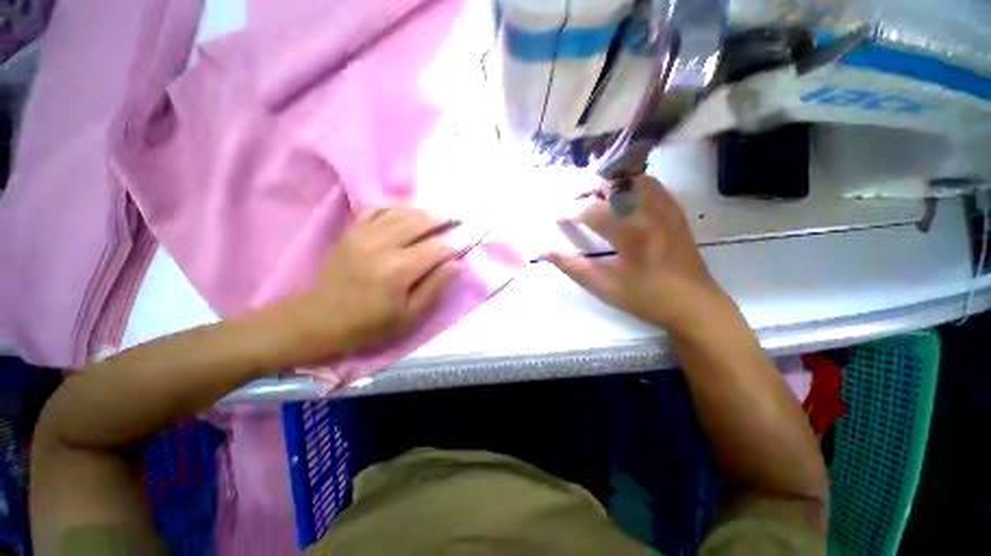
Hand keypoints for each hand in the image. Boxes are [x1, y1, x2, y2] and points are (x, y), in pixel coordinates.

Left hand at [281, 206, 460, 364]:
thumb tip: (456, 264)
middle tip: (458, 219)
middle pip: (420, 221)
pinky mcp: (351, 232)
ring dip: (423, 211)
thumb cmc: (369, 325)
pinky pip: (376, 209)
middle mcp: (382, 245)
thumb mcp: (409, 316)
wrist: (318, 320)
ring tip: (439, 214)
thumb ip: (434, 287)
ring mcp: (363, 235)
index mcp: (398, 270)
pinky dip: (394, 206)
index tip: (467, 240)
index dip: (455, 243)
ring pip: (400, 211)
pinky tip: (406, 210)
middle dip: (443, 219)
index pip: (436, 248)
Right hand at [548, 176, 725, 333]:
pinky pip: (650, 184)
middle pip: (614, 182)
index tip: (556, 216)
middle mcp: (651, 212)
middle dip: (587, 187)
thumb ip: (573, 267)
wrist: (695, 305)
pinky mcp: (675, 210)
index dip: (569, 211)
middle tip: (571, 200)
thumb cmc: (646, 299)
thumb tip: (545, 251)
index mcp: (632, 234)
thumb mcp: (604, 288)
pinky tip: (619, 198)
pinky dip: (630, 184)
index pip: (592, 210)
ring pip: (634, 177)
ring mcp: (666, 208)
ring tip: (593, 196)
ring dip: (609, 182)